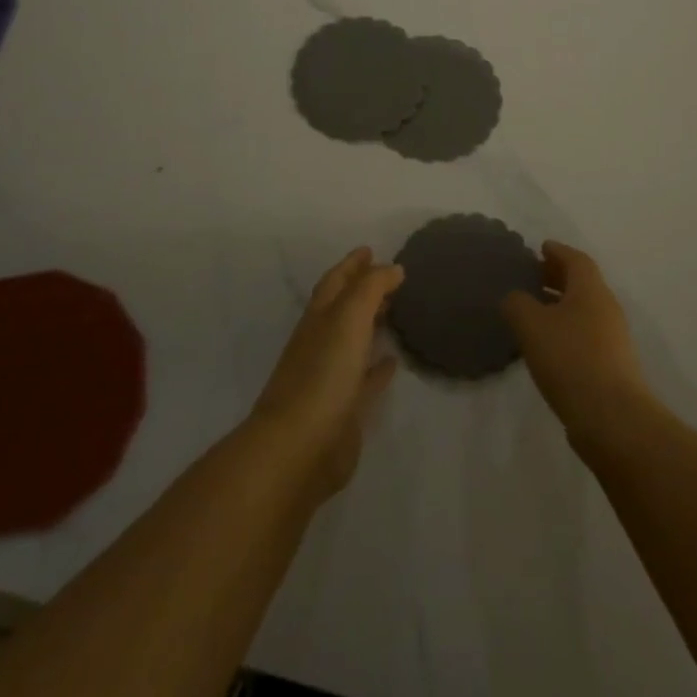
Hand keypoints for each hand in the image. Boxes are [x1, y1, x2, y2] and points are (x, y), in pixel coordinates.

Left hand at [251, 249, 401, 502]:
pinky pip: (365, 378)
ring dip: (371, 324)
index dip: (352, 264)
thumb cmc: (323, 374)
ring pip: (354, 341)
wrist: (300, 447)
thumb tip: (392, 267)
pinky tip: (393, 360)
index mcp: (319, 318)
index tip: (370, 249)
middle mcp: (322, 342)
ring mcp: (331, 376)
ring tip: (395, 310)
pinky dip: (378, 367)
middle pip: (343, 308)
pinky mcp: (345, 408)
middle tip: (390, 278)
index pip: (335, 282)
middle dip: (362, 290)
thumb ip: (370, 288)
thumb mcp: (348, 318)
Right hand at [502, 241, 653, 450]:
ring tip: (533, 311)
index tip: (540, 248)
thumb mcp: (532, 325)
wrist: (612, 418)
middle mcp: (606, 308)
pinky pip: (585, 334)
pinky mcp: (611, 366)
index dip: (557, 251)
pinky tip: (546, 345)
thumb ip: (517, 304)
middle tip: (532, 276)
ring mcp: (613, 339)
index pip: (576, 259)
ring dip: (560, 305)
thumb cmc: (570, 359)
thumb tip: (514, 297)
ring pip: (584, 310)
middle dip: (557, 277)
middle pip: (582, 283)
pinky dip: (566, 329)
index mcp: (591, 290)